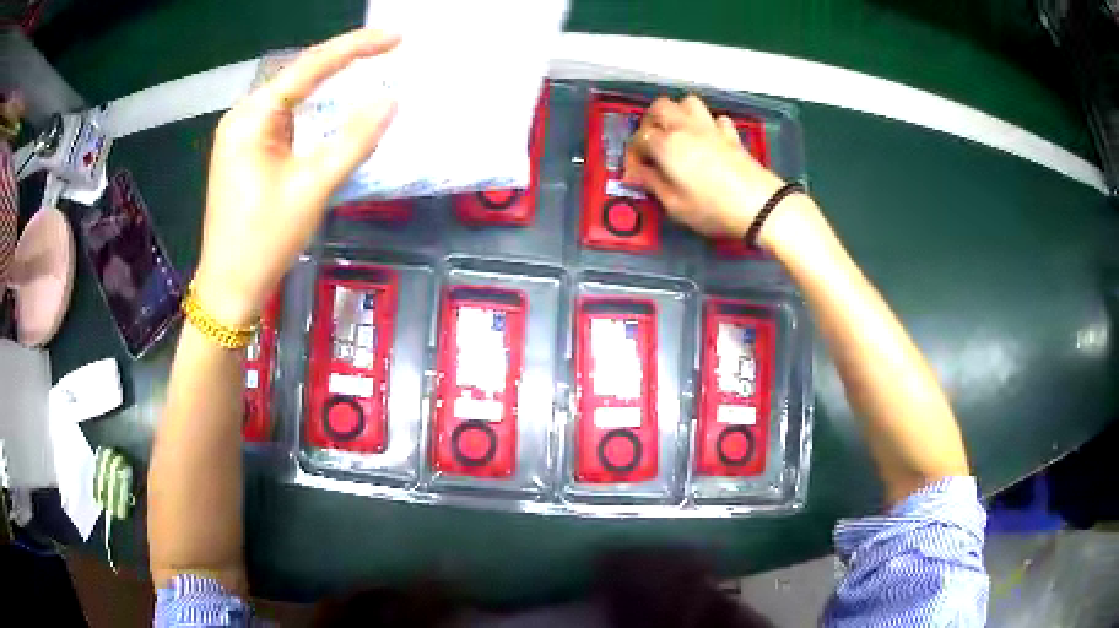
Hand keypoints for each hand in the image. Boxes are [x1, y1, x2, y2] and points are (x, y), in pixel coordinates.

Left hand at [194, 29, 399, 326]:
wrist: (229, 288)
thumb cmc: (264, 240)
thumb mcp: (312, 188)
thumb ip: (353, 140)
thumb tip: (390, 100)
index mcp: (252, 118)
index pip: (309, 67)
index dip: (355, 47)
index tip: (395, 36)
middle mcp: (243, 118)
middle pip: (299, 75)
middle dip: (342, 59)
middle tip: (387, 49)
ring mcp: (243, 135)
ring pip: (292, 96)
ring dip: (329, 82)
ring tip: (369, 67)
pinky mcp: (248, 153)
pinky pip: (286, 118)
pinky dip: (314, 108)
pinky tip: (334, 105)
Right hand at [623, 95, 802, 247]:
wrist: (759, 205)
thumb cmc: (712, 208)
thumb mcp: (674, 205)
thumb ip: (652, 184)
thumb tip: (636, 174)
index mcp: (666, 144)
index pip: (639, 138)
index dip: (634, 154)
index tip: (636, 172)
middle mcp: (685, 128)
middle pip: (660, 107)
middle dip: (651, 122)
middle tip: (652, 144)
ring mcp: (710, 127)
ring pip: (687, 102)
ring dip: (678, 114)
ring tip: (677, 134)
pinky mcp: (731, 134)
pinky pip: (715, 118)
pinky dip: (707, 124)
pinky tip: (707, 140)